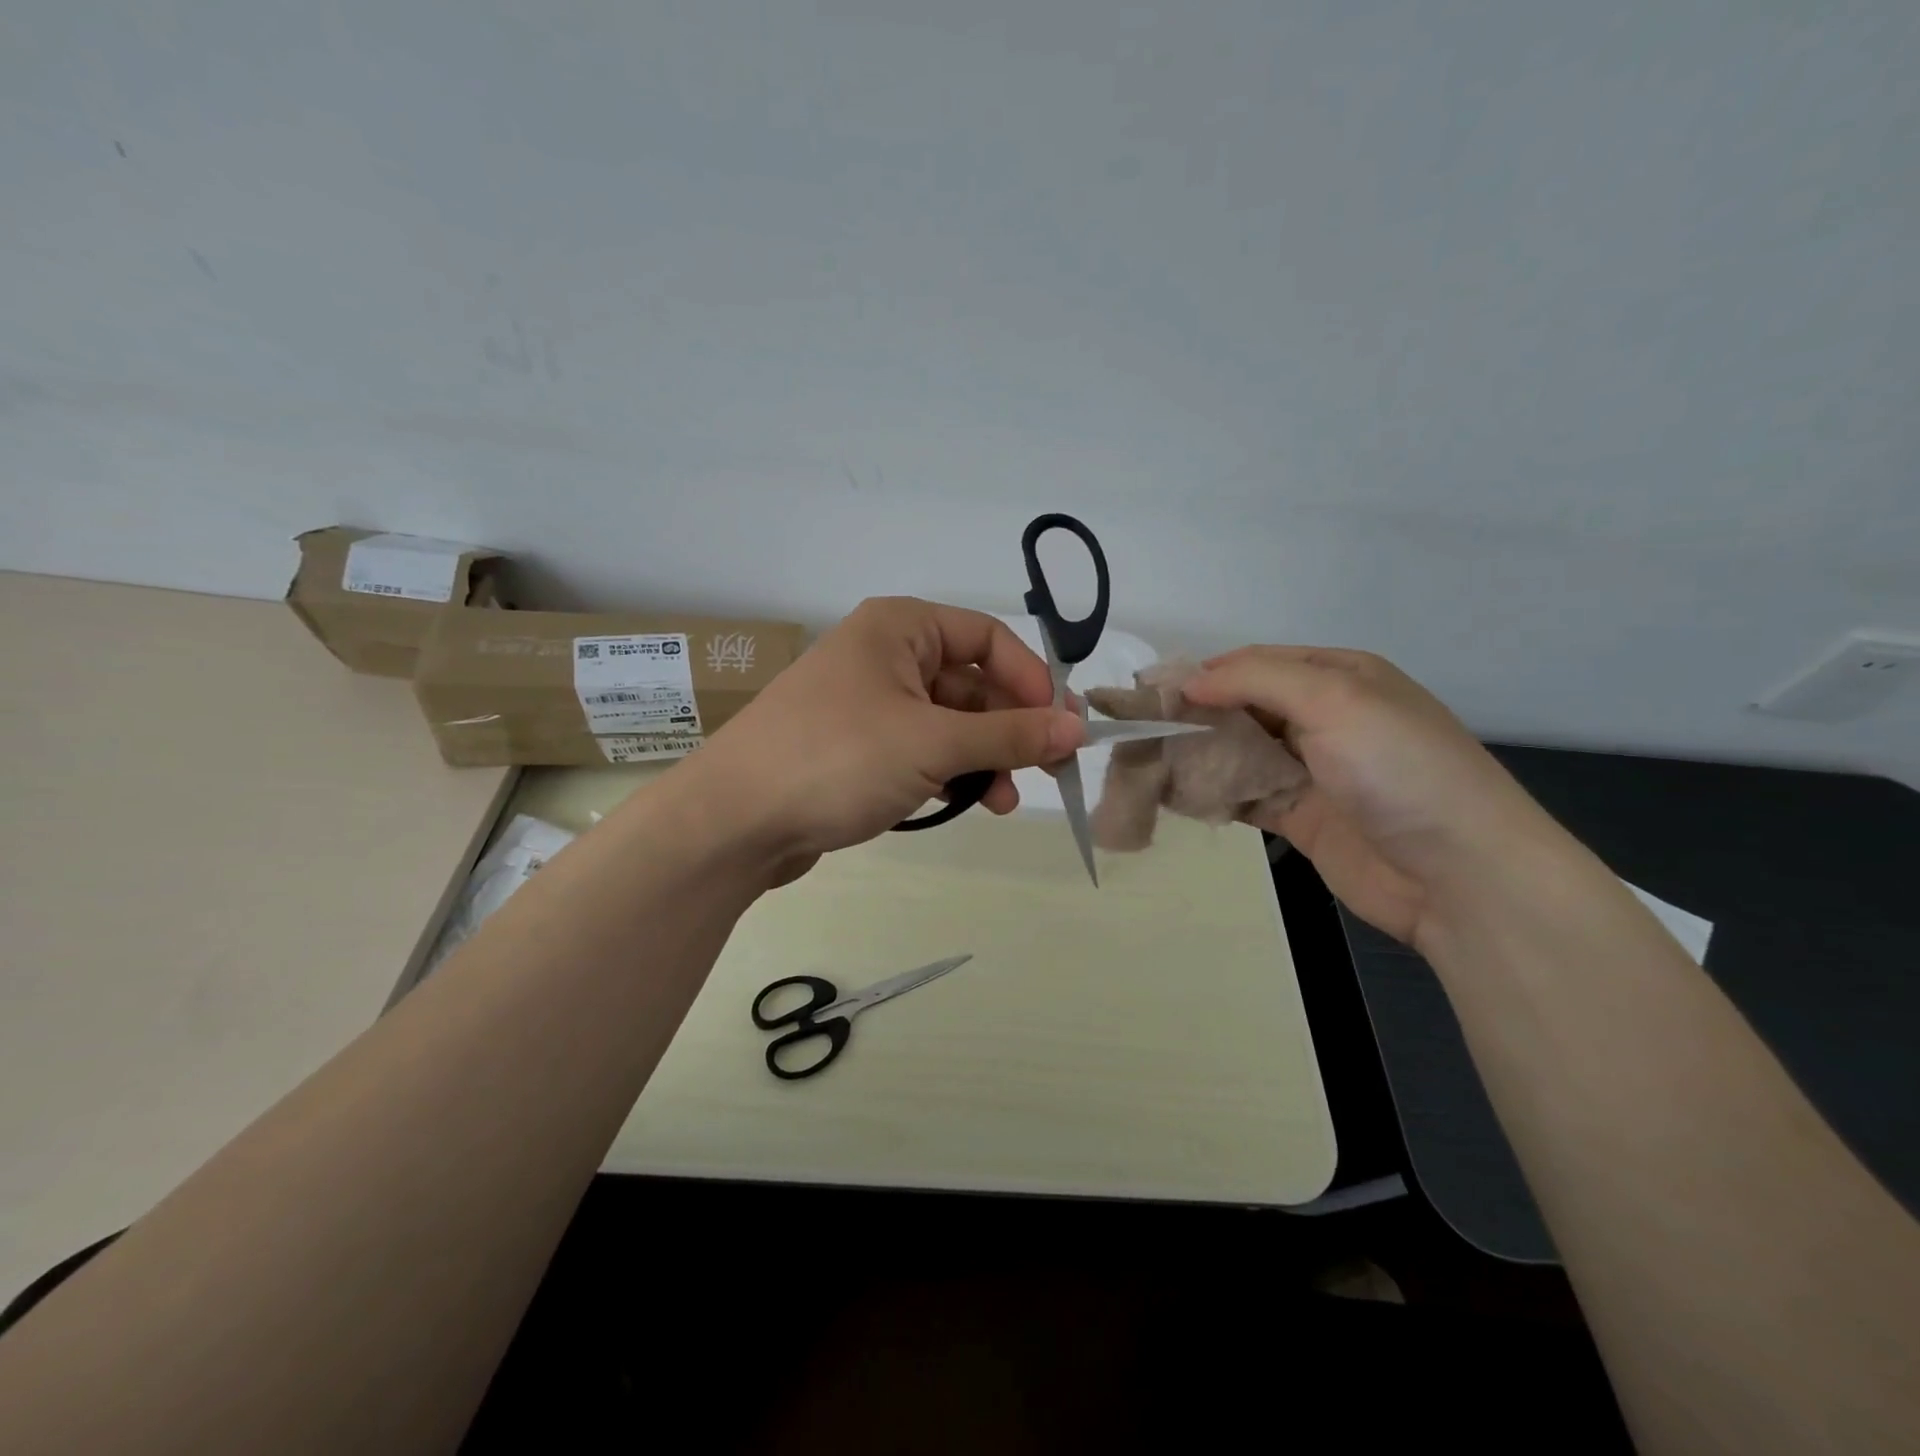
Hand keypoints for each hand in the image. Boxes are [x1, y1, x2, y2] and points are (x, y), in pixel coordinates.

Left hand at [691, 598, 1084, 879]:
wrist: (734, 821)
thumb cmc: (838, 759)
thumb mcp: (934, 743)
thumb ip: (1011, 735)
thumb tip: (1078, 728)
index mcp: (900, 628)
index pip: (988, 638)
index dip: (1031, 679)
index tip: (1062, 725)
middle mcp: (885, 656)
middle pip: (971, 683)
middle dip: (1010, 728)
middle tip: (1047, 770)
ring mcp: (868, 704)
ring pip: (948, 723)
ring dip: (983, 757)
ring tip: (1002, 800)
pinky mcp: (857, 748)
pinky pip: (921, 750)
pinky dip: (949, 772)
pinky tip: (968, 802)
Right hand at [1183, 647, 1568, 946]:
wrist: (1460, 876)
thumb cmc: (1399, 770)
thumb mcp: (1334, 700)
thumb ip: (1255, 680)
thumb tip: (1187, 682)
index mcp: (1338, 677)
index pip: (1255, 663)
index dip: (1203, 674)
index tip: (1151, 691)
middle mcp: (1323, 717)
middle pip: (1242, 707)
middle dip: (1193, 715)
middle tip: (1139, 730)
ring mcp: (1311, 769)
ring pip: (1238, 751)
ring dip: (1197, 754)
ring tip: (1145, 761)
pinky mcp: (1300, 816)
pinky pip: (1244, 795)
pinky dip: (1212, 793)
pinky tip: (1175, 794)